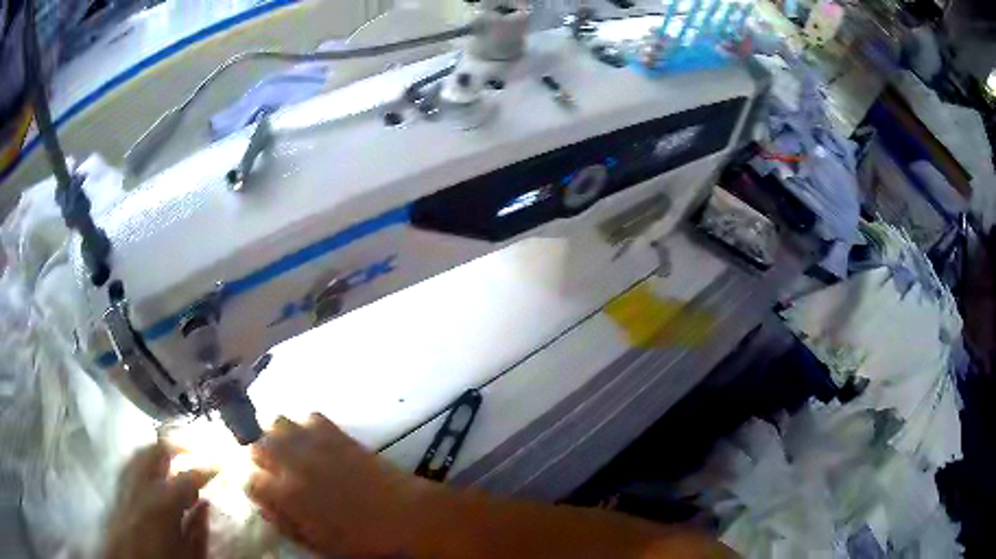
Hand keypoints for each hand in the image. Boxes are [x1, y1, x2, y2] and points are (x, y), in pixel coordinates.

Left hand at [105, 442, 215, 558]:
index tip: (221, 464)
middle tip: (196, 449)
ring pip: (140, 452)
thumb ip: (198, 531)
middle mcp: (140, 486)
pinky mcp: (117, 489)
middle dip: (178, 445)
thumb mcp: (189, 556)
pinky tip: (151, 470)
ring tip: (174, 455)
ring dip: (159, 450)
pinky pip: (130, 464)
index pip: (187, 477)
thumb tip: (206, 505)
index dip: (206, 468)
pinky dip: (143, 460)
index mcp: (162, 505)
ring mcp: (125, 484)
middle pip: (157, 451)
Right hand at [246, 414, 441, 556]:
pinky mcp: (337, 433)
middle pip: (256, 445)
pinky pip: (310, 416)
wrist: (407, 517)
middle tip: (273, 470)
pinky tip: (315, 441)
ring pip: (276, 422)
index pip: (248, 480)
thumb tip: (263, 503)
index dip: (254, 486)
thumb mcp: (316, 543)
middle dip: (260, 457)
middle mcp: (292, 464)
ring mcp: (314, 444)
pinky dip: (306, 426)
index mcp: (286, 496)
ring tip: (290, 451)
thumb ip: (284, 521)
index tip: (262, 491)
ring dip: (278, 435)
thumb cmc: (362, 541)